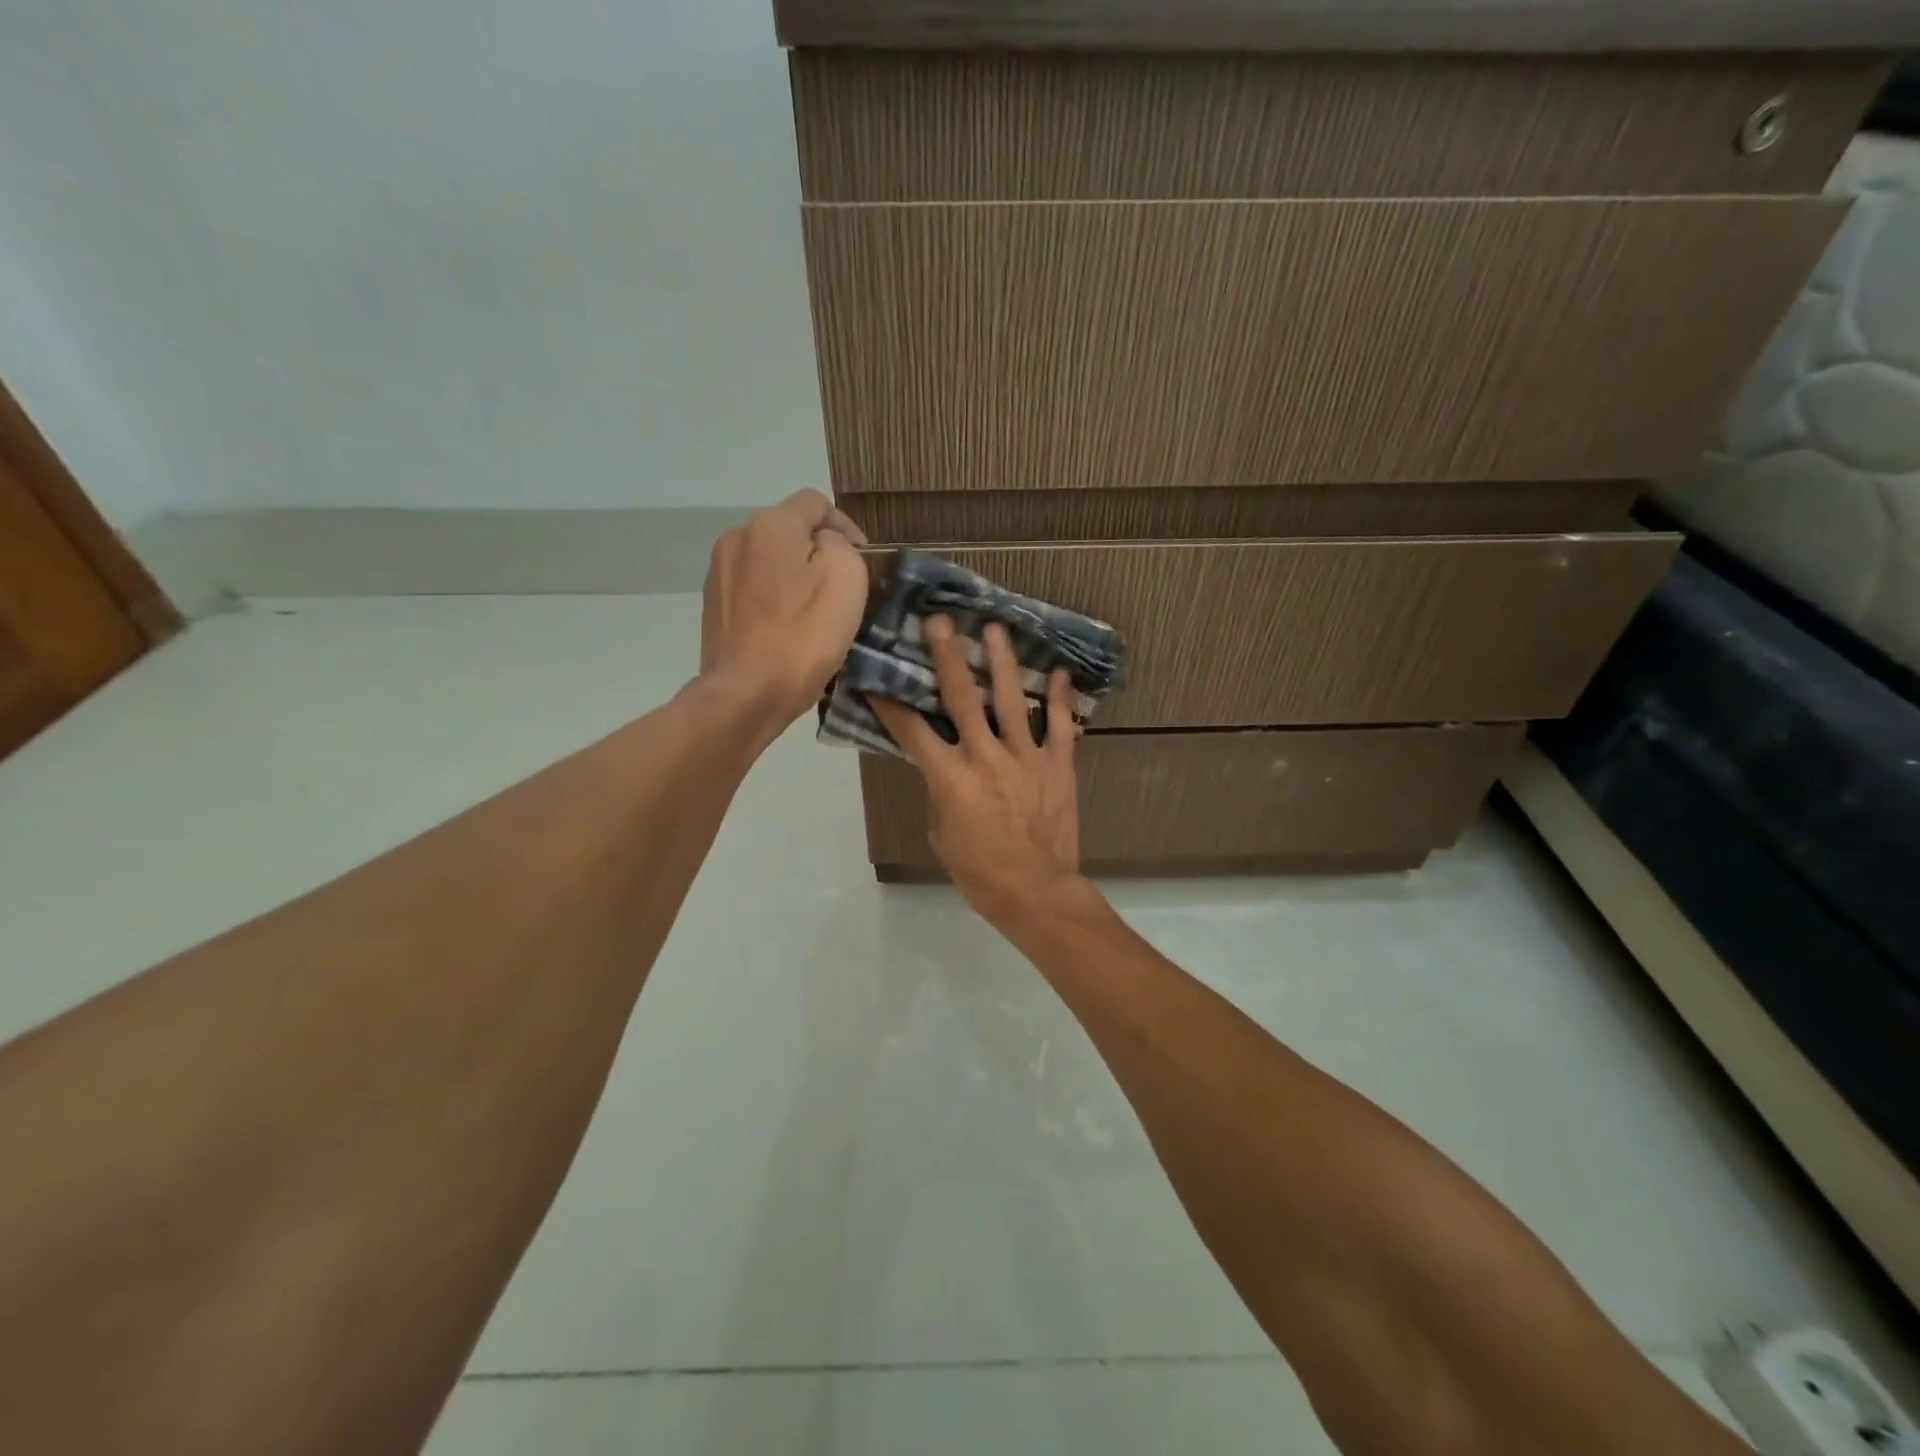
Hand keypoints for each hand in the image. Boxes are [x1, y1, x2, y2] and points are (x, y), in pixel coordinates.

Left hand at [700, 489, 868, 730]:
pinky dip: (774, 597)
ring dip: (794, 575)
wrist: (745, 695)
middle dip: (818, 551)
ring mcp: (719, 573)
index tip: (864, 557)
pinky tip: (787, 628)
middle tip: (843, 587)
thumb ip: (840, 546)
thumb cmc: (803, 637)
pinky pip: (753, 588)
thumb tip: (823, 545)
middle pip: (788, 530)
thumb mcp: (846, 580)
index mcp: (771, 525)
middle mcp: (737, 537)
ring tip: (814, 610)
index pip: (815, 503)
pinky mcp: (713, 606)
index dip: (845, 524)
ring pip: (769, 560)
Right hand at [869, 617, 1082, 921]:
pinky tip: (1057, 672)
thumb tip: (943, 768)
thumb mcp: (941, 833)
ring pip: (1011, 700)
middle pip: (962, 698)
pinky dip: (1059, 699)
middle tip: (940, 621)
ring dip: (1002, 662)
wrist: (1035, 891)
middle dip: (947, 657)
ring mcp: (1025, 757)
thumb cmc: (979, 871)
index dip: (891, 704)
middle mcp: (985, 756)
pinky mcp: (1058, 765)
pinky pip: (1060, 726)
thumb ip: (940, 793)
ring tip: (995, 629)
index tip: (877, 678)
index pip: (912, 731)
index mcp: (950, 777)